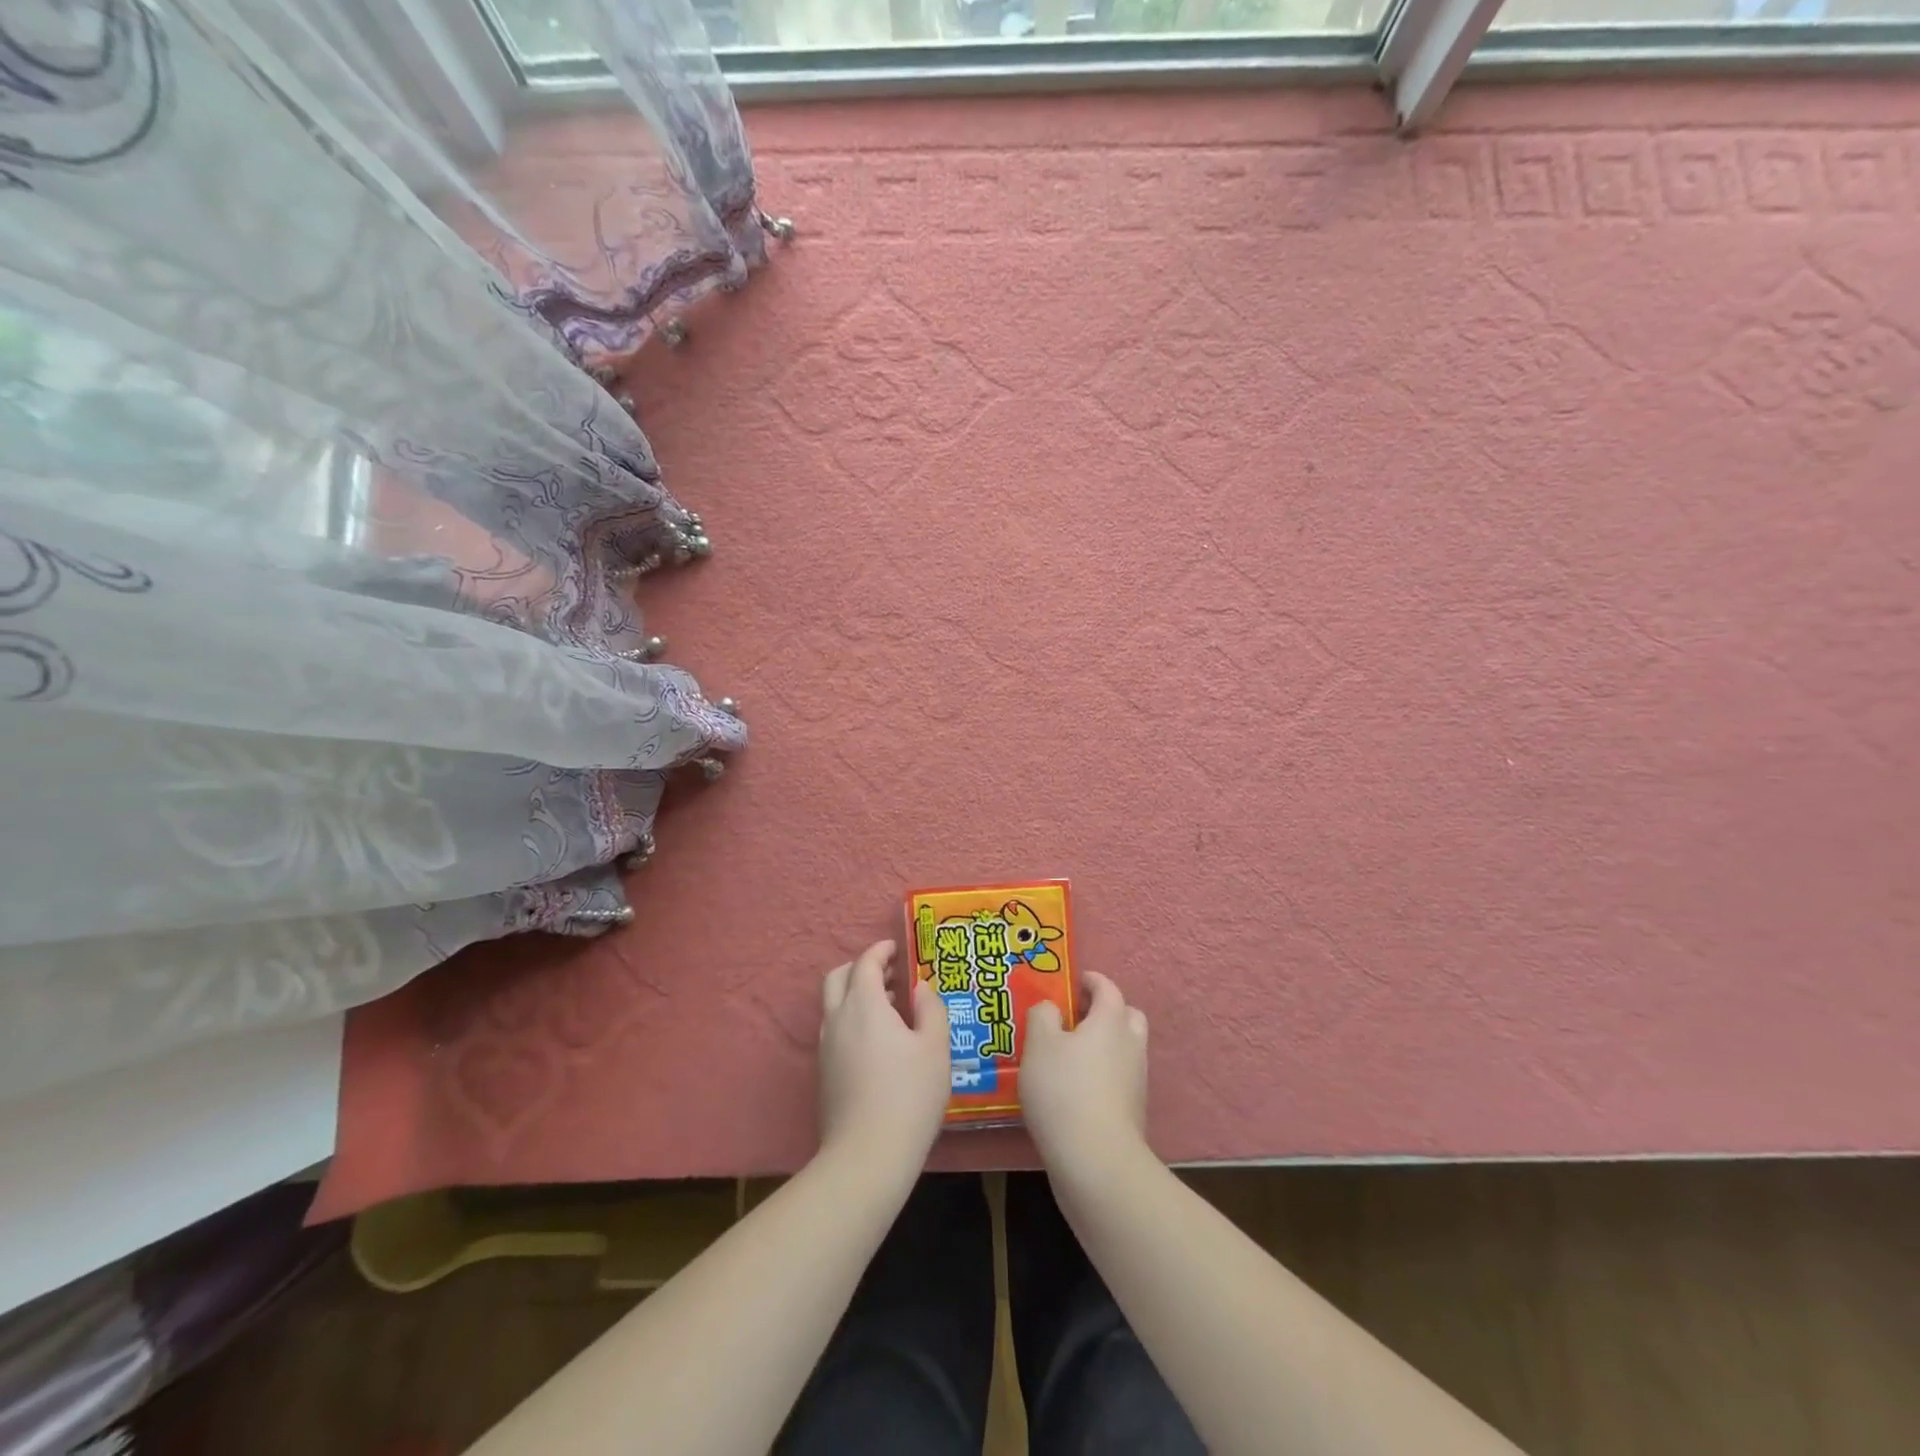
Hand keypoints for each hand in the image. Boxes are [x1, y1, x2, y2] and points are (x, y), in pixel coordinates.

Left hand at [817, 940, 950, 1175]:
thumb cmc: (909, 1095)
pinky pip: (835, 1030)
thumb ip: (931, 1009)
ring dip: (857, 995)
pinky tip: (879, 1043)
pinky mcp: (824, 1073)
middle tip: (889, 975)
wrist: (867, 1156)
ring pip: (834, 1005)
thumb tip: (921, 988)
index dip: (880, 951)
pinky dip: (852, 1020)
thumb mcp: (935, 1048)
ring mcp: (826, 1047)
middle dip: (861, 968)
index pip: (866, 963)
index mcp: (864, 1005)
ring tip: (892, 1009)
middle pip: (838, 978)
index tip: (896, 948)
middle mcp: (838, 1019)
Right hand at [1020, 972, 1150, 1184]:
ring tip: (1070, 1056)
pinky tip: (1076, 1089)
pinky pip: (1120, 1078)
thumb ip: (1042, 1016)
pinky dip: (1104, 1074)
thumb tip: (1051, 1008)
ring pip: (1125, 1049)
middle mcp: (1131, 1045)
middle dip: (1105, 1011)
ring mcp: (1136, 1080)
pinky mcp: (1133, 1111)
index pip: (1108, 988)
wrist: (1096, 1161)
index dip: (1091, 981)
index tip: (1073, 981)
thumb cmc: (1064, 1090)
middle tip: (1076, 1018)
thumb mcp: (1039, 1044)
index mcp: (1111, 1021)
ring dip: (1105, 1045)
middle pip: (1127, 1016)